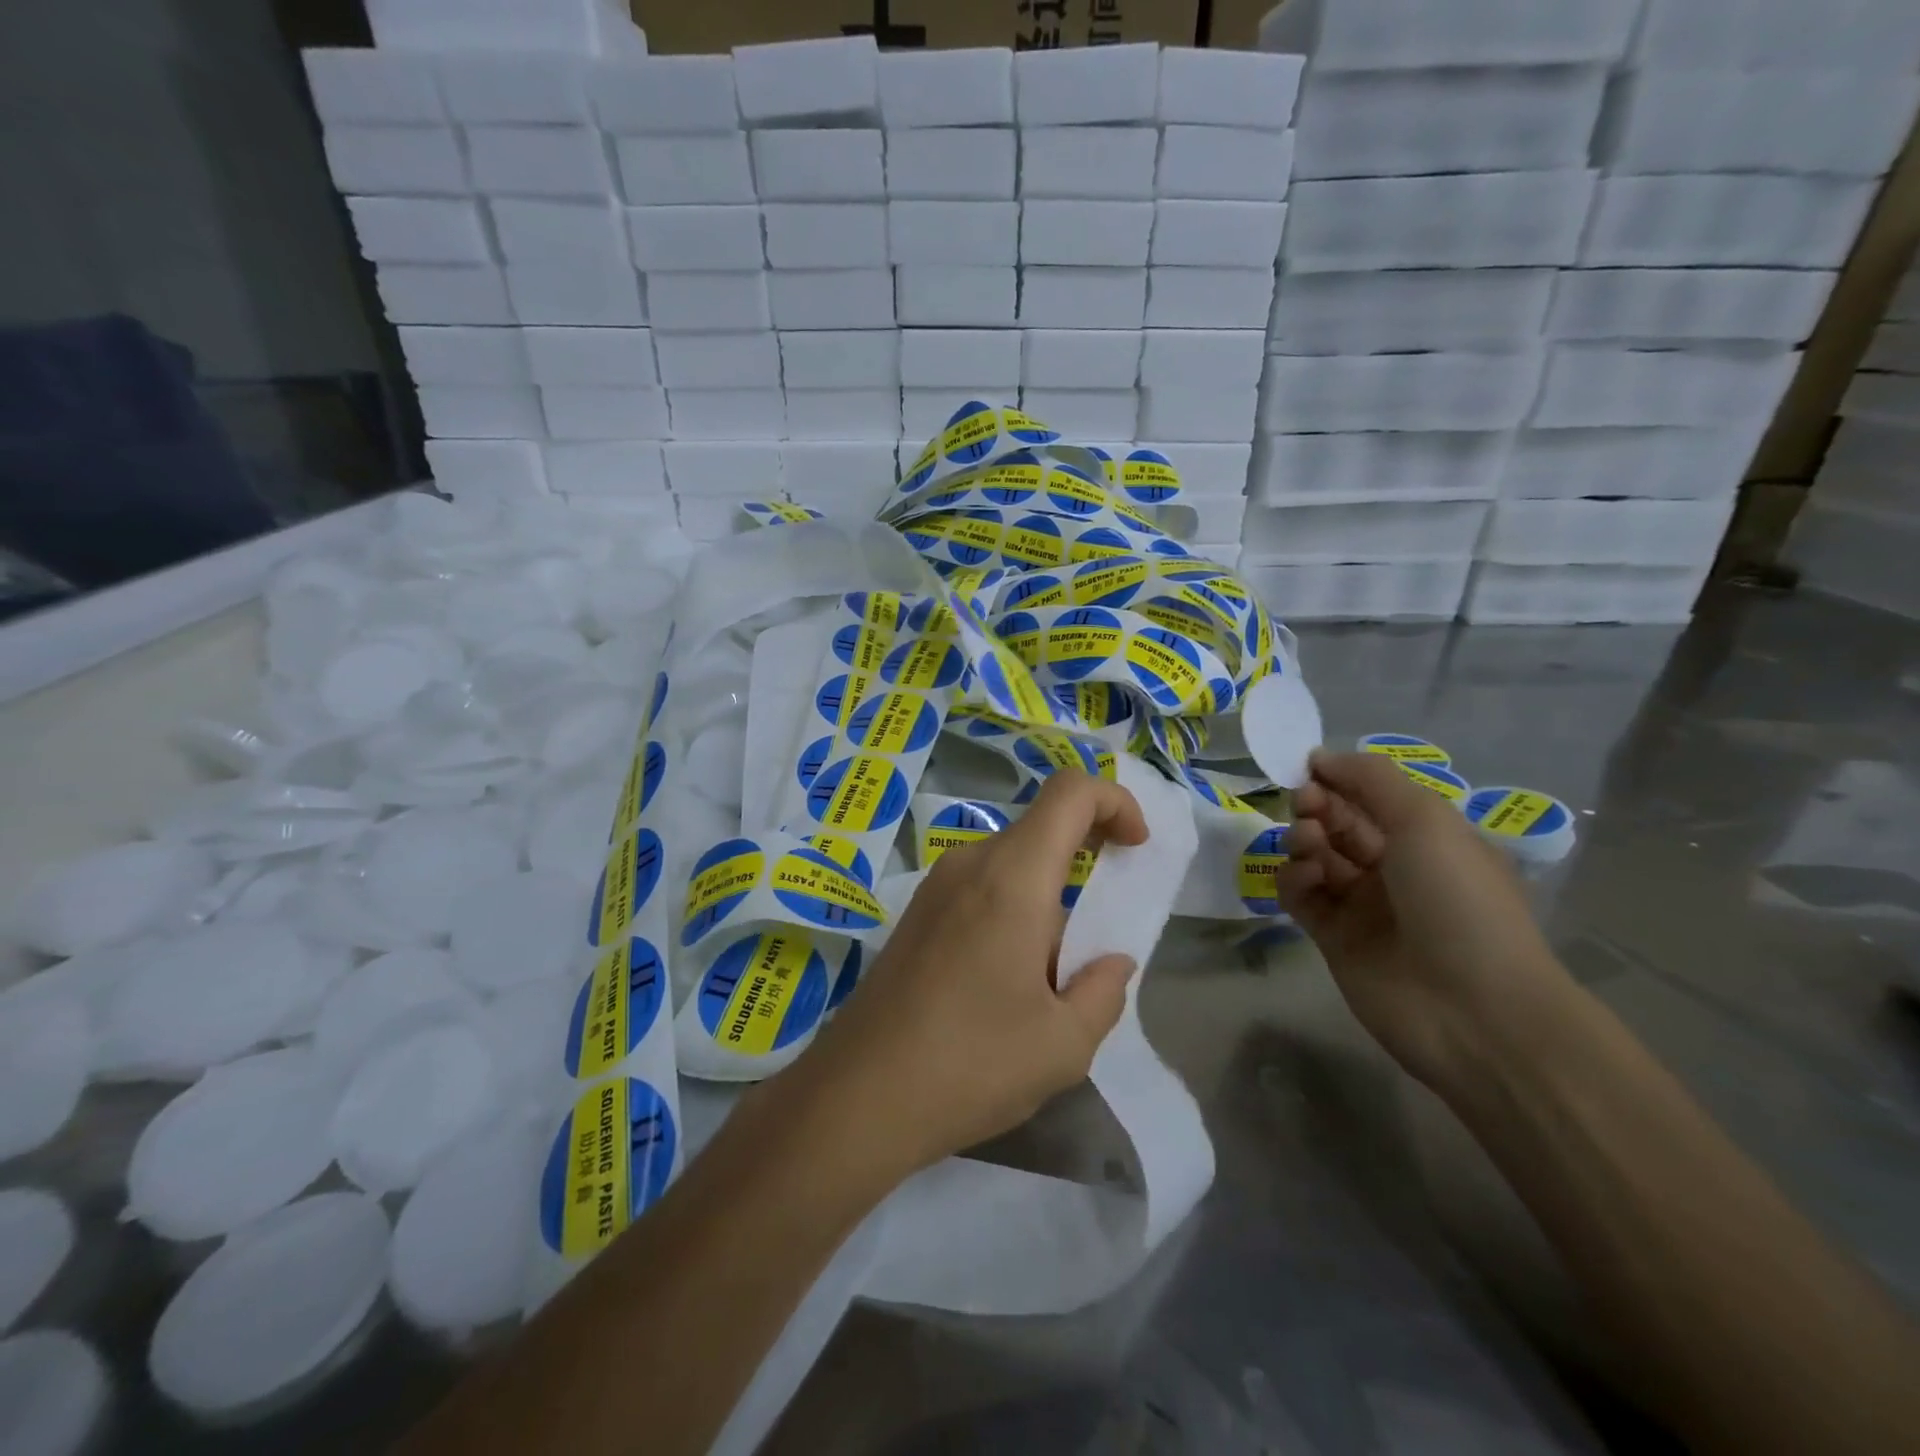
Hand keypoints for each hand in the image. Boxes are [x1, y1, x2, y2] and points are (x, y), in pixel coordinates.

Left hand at [792, 771, 1146, 1179]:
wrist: (858, 1095)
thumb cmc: (972, 1063)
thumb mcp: (1064, 1044)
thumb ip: (1104, 991)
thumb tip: (1113, 962)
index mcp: (1013, 876)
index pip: (1071, 791)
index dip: (1116, 802)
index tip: (1136, 850)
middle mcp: (970, 862)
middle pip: (1041, 827)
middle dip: (1086, 861)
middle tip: (1100, 932)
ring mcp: (936, 885)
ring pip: (1011, 862)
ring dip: (1048, 897)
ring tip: (1051, 980)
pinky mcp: (916, 913)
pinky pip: (981, 887)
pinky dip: (1013, 910)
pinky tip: (1006, 983)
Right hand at [1274, 751, 1575, 1096]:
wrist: (1472, 1008)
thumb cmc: (1458, 900)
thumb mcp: (1426, 821)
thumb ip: (1371, 780)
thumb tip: (1320, 757)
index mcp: (1428, 839)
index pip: (1372, 797)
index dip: (1340, 779)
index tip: (1310, 770)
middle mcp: (1395, 869)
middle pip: (1340, 824)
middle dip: (1318, 807)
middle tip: (1307, 806)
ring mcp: (1363, 906)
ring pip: (1316, 857)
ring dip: (1304, 840)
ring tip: (1309, 845)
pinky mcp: (1333, 938)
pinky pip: (1301, 896)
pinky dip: (1294, 880)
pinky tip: (1303, 878)